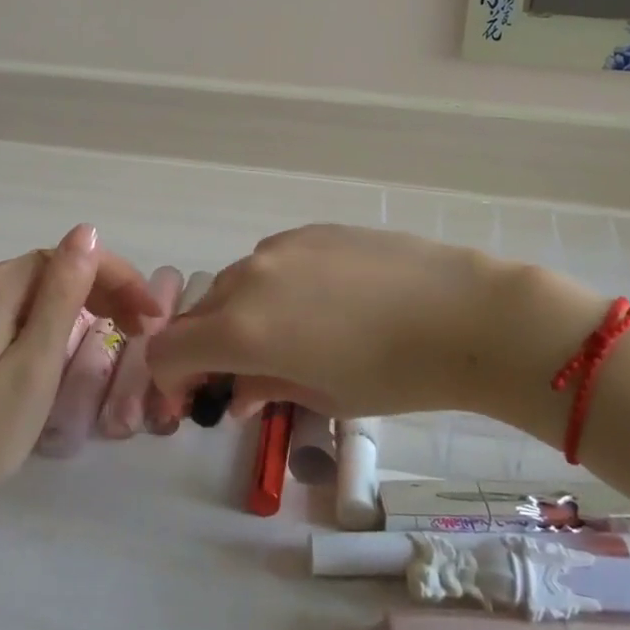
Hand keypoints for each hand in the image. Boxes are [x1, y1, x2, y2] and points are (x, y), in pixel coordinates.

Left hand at [0, 225, 160, 503]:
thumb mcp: (35, 361)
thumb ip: (62, 294)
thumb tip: (87, 231)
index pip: (72, 256)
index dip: (118, 277)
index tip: (152, 313)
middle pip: (58, 268)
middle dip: (108, 289)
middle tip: (145, 328)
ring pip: (46, 287)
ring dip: (90, 301)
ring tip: (125, 332)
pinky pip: (28, 306)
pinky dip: (62, 316)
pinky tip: (81, 337)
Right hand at [145, 224, 587, 420]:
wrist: (460, 312)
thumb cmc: (393, 373)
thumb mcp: (324, 396)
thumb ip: (265, 389)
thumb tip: (236, 393)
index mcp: (243, 329)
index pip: (169, 350)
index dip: (171, 380)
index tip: (196, 398)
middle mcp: (249, 279)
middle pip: (199, 314)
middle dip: (206, 349)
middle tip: (238, 376)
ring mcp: (280, 248)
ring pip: (236, 284)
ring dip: (240, 315)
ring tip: (286, 339)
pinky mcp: (310, 231)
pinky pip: (272, 263)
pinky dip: (274, 288)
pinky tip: (318, 305)